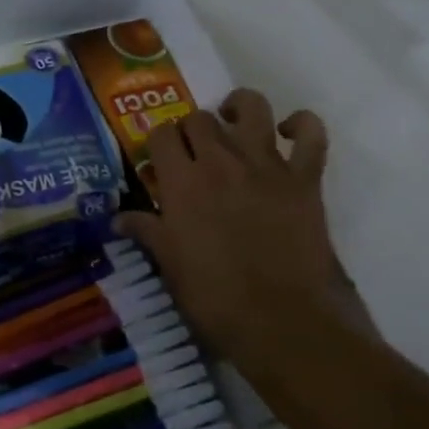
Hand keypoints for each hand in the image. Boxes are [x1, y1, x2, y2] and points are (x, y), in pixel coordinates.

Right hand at [116, 90, 377, 383]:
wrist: (281, 321)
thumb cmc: (215, 298)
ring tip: (233, 123)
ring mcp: (267, 165)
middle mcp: (221, 162)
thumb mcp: (170, 266)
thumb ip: (146, 232)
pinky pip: (312, 133)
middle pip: (200, 118)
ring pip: (252, 107)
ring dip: (239, 108)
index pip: (162, 134)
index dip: (159, 142)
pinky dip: (302, 125)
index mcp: (183, 182)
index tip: (161, 160)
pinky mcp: (305, 178)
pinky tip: (288, 133)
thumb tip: (116, 219)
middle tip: (194, 153)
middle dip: (192, 129)